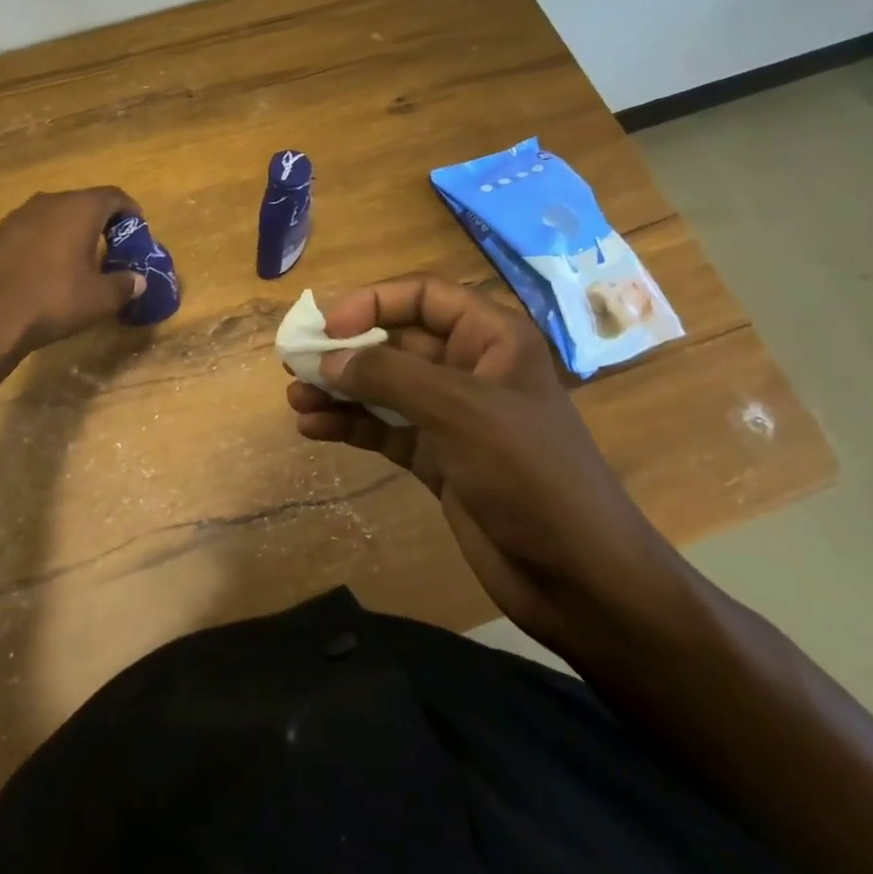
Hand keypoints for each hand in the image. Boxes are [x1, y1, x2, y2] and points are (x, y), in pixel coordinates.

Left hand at [0, 188, 147, 354]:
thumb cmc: (53, 300)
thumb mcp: (100, 299)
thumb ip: (125, 285)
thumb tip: (138, 281)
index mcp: (79, 209)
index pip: (113, 196)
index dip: (130, 211)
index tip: (137, 231)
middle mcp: (49, 202)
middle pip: (84, 202)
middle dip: (101, 222)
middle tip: (112, 247)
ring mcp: (19, 215)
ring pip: (56, 214)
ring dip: (72, 230)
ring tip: (80, 258)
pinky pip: (34, 229)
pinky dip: (48, 240)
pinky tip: (48, 267)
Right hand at [286, 276, 693, 659]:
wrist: (576, 576)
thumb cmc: (528, 472)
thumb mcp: (459, 410)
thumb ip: (390, 376)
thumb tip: (330, 360)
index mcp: (492, 339)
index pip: (424, 297)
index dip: (374, 302)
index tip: (329, 327)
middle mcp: (470, 369)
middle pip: (396, 343)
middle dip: (346, 351)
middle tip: (295, 362)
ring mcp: (452, 417)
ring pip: (384, 388)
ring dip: (340, 390)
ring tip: (295, 399)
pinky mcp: (438, 459)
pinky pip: (385, 429)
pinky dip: (350, 426)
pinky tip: (312, 429)